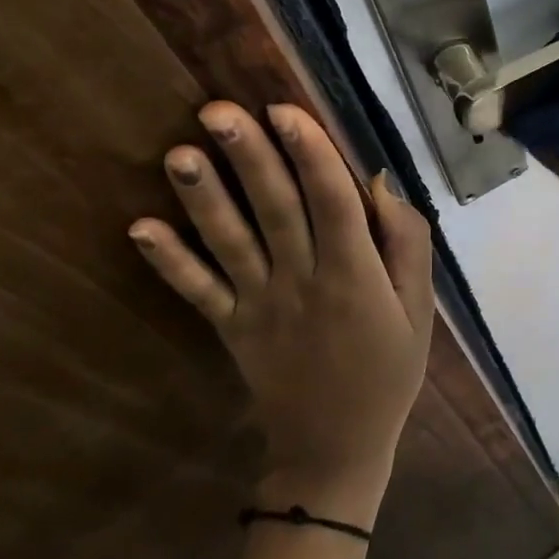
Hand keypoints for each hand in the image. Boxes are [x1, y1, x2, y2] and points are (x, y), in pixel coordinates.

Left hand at [129, 102, 433, 524]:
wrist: (335, 449)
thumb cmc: (388, 369)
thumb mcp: (419, 307)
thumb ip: (406, 243)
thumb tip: (377, 183)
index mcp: (354, 275)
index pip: (331, 202)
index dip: (309, 154)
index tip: (285, 109)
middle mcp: (302, 282)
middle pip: (275, 209)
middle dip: (249, 157)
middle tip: (218, 110)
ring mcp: (259, 306)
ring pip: (230, 243)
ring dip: (203, 199)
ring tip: (179, 154)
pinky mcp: (230, 328)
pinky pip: (197, 292)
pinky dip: (169, 262)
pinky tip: (139, 228)